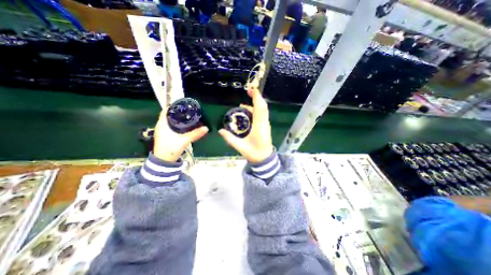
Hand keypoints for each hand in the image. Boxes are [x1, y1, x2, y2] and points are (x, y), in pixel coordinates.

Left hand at [153, 110, 207, 161]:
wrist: (163, 161)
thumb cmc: (170, 149)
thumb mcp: (184, 140)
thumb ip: (195, 134)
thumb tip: (206, 128)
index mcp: (162, 124)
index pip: (166, 110)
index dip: (173, 106)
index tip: (182, 104)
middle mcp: (160, 126)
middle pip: (168, 115)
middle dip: (177, 112)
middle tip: (187, 110)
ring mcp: (162, 131)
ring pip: (169, 121)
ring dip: (176, 118)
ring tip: (187, 116)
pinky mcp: (165, 136)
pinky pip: (170, 126)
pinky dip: (176, 123)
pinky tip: (183, 125)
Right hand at [220, 87, 273, 163]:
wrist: (264, 158)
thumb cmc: (254, 153)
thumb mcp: (240, 146)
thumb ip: (229, 138)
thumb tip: (220, 130)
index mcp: (259, 126)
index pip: (260, 108)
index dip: (256, 97)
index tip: (251, 90)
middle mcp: (264, 123)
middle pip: (263, 106)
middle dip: (256, 97)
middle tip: (248, 91)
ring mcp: (265, 124)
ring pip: (263, 110)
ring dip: (256, 103)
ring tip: (243, 103)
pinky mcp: (265, 126)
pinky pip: (261, 114)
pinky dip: (255, 109)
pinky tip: (247, 112)